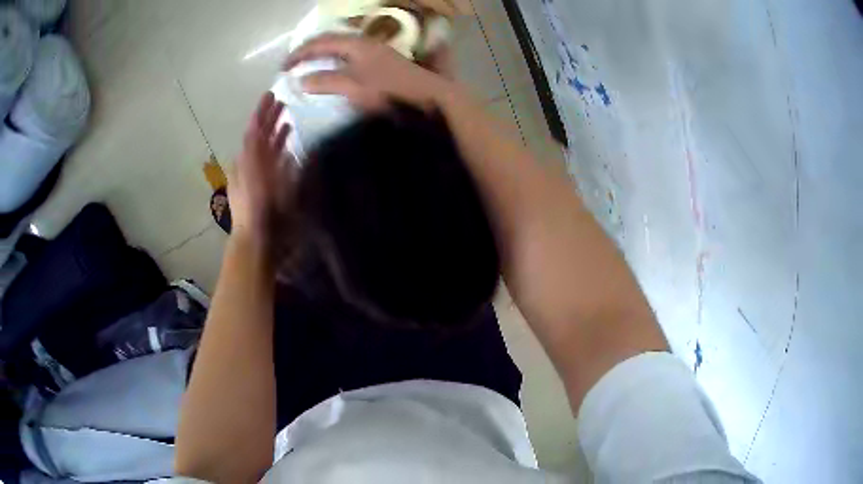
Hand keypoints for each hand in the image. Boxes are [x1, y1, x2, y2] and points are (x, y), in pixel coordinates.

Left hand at [229, 92, 295, 241]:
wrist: (256, 237)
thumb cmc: (255, 206)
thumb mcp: (251, 174)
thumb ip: (253, 151)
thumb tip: (258, 128)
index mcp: (247, 158)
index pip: (254, 128)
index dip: (261, 111)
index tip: (270, 94)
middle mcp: (253, 164)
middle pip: (261, 136)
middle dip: (270, 118)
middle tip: (283, 103)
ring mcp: (261, 177)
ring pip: (268, 150)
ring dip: (277, 134)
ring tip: (289, 121)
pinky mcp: (269, 188)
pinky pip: (275, 165)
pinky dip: (281, 153)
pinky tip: (290, 149)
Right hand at [283, 34, 452, 110]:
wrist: (429, 99)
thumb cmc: (390, 92)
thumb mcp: (353, 86)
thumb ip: (326, 81)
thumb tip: (300, 80)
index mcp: (357, 44)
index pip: (321, 42)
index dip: (300, 53)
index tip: (283, 67)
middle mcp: (367, 44)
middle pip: (332, 41)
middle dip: (310, 51)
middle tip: (294, 64)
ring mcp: (378, 52)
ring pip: (343, 48)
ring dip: (324, 56)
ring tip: (310, 68)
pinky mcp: (384, 64)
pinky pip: (352, 57)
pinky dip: (337, 62)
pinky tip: (336, 74)